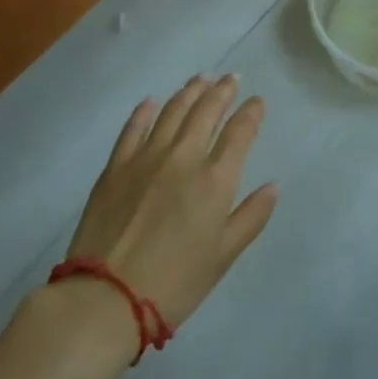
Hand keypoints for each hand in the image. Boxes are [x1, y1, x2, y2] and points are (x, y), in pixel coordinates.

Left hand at [64, 74, 277, 329]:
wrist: (105, 300)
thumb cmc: (174, 283)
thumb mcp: (223, 256)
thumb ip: (251, 217)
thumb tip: (272, 186)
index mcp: (215, 178)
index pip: (240, 131)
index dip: (252, 112)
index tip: (257, 101)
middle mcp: (184, 156)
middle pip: (206, 110)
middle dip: (223, 91)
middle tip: (231, 78)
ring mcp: (146, 157)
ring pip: (172, 110)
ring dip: (190, 91)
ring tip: (201, 78)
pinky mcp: (116, 166)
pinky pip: (133, 128)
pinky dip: (145, 111)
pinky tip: (151, 102)